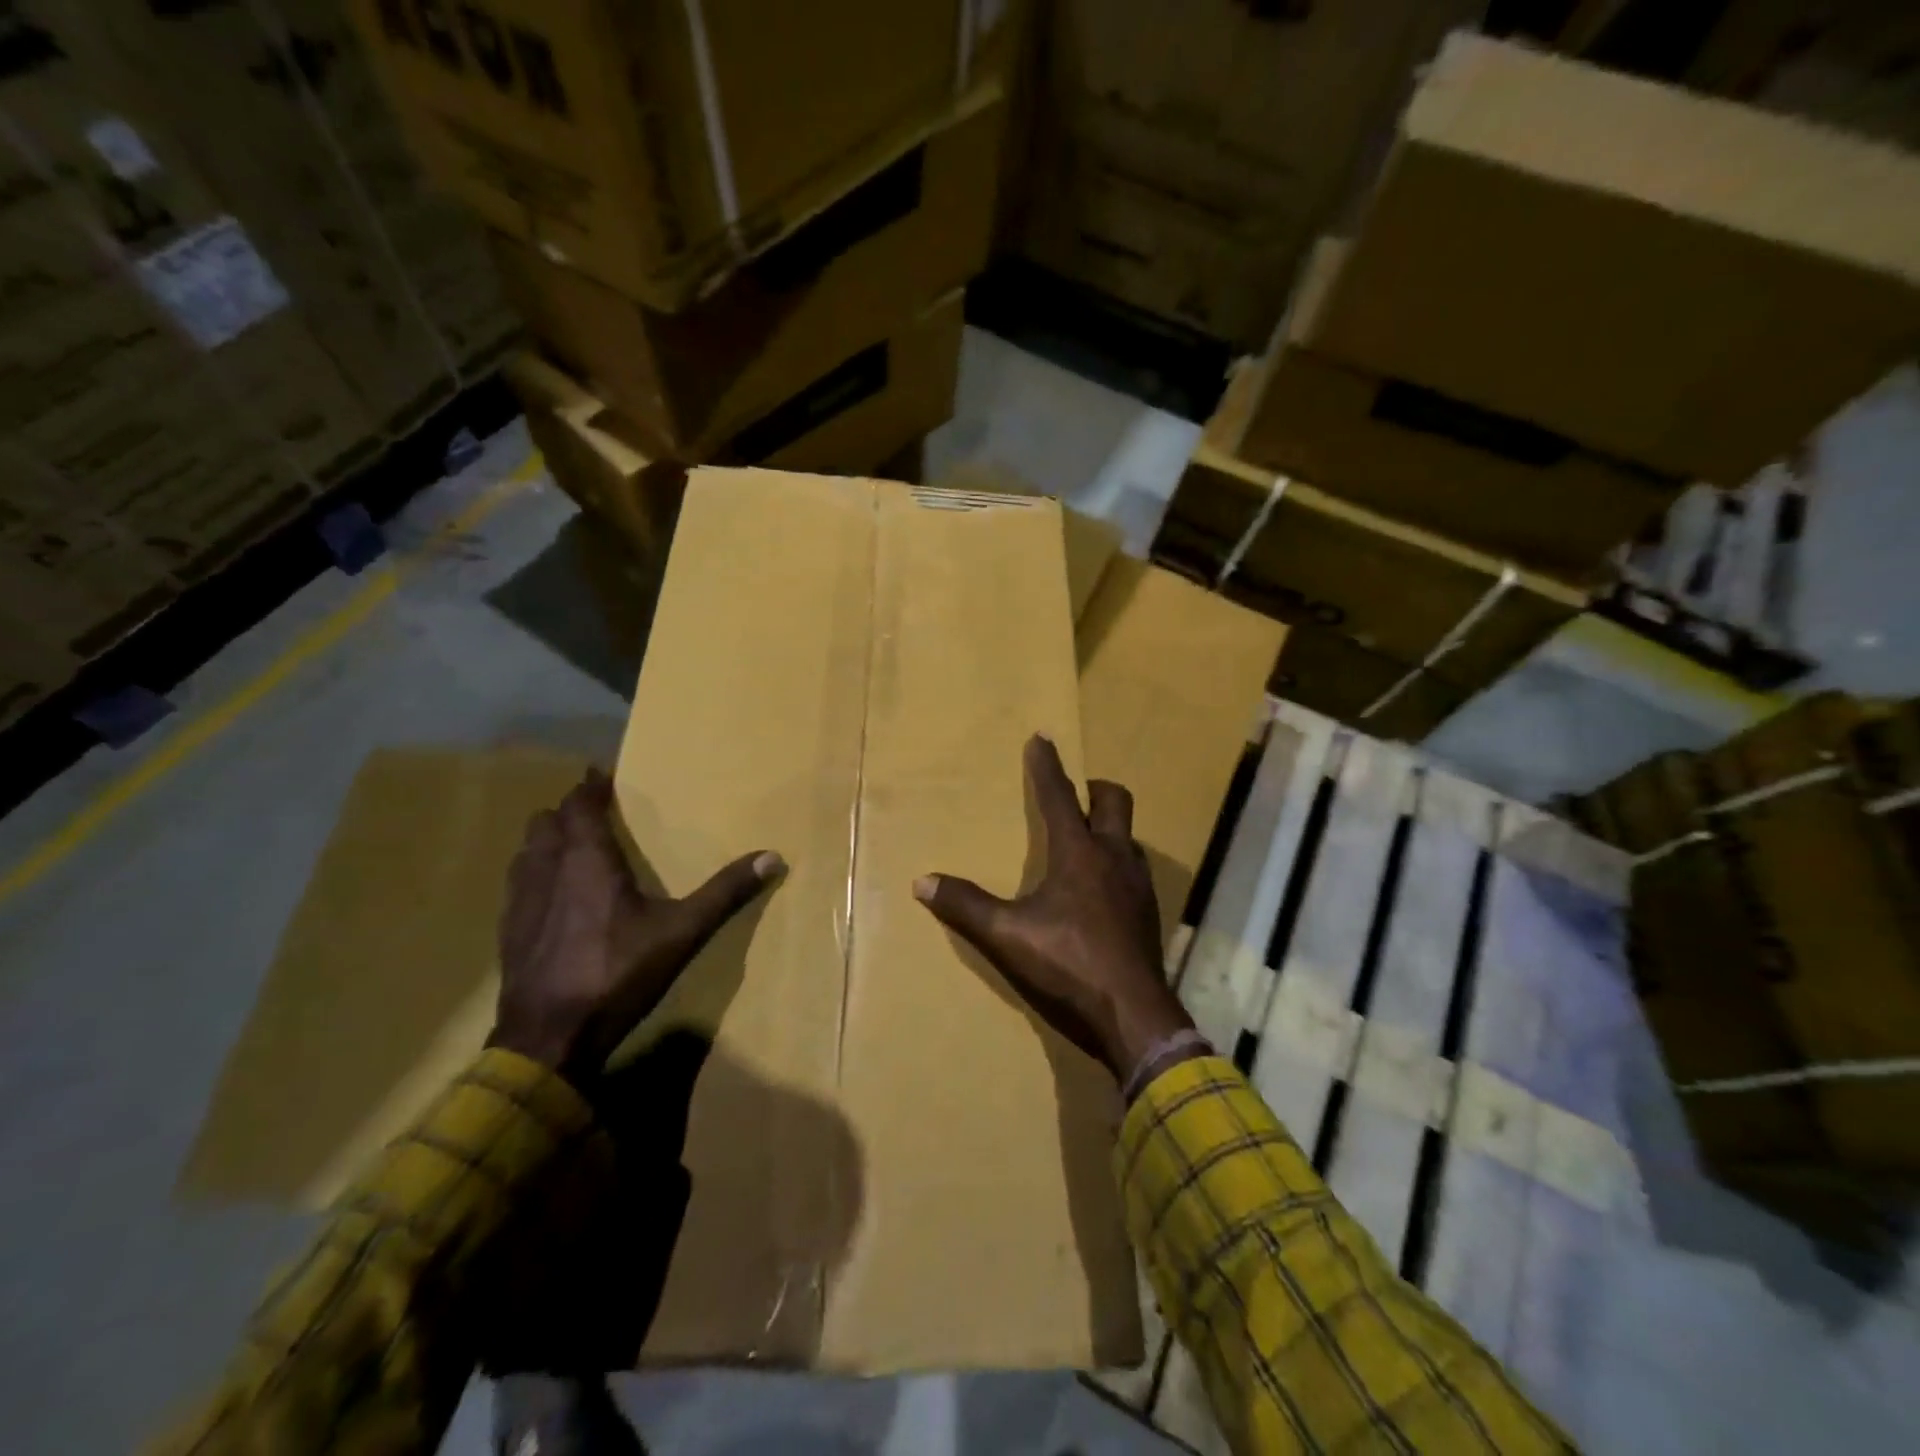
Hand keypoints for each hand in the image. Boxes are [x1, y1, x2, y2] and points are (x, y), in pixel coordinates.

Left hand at [491, 767, 783, 1084]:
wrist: (549, 1038)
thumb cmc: (617, 974)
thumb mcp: (682, 932)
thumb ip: (724, 893)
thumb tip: (772, 857)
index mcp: (587, 861)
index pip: (580, 805)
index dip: (589, 787)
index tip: (602, 775)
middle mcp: (546, 871)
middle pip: (547, 822)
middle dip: (569, 812)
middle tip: (595, 813)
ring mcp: (520, 902)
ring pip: (527, 852)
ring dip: (548, 841)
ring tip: (573, 848)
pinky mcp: (509, 932)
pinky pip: (518, 884)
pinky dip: (534, 874)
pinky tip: (553, 898)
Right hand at [915, 735, 1195, 1082]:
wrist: (1132, 1015)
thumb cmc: (1068, 965)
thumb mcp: (1008, 936)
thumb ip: (966, 906)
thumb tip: (923, 881)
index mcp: (1079, 853)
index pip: (1059, 795)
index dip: (1047, 765)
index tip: (1042, 737)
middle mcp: (1114, 857)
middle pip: (1114, 800)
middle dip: (1094, 787)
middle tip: (1074, 791)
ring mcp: (1138, 884)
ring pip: (1129, 835)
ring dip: (1109, 826)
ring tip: (1086, 838)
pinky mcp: (1148, 912)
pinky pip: (1135, 868)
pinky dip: (1117, 861)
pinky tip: (1102, 888)